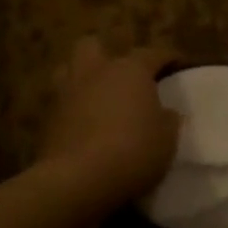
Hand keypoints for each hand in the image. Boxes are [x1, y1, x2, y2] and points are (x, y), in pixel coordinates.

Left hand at [36, 38, 180, 216]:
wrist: (77, 182)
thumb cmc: (133, 151)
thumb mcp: (167, 138)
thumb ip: (168, 120)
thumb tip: (166, 113)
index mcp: (130, 70)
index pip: (153, 53)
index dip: (169, 58)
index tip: (180, 66)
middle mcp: (95, 73)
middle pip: (93, 45)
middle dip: (106, 54)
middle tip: (123, 74)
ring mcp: (66, 95)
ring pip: (68, 70)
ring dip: (82, 78)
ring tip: (99, 95)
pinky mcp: (47, 121)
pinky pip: (61, 104)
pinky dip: (73, 110)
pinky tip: (86, 125)